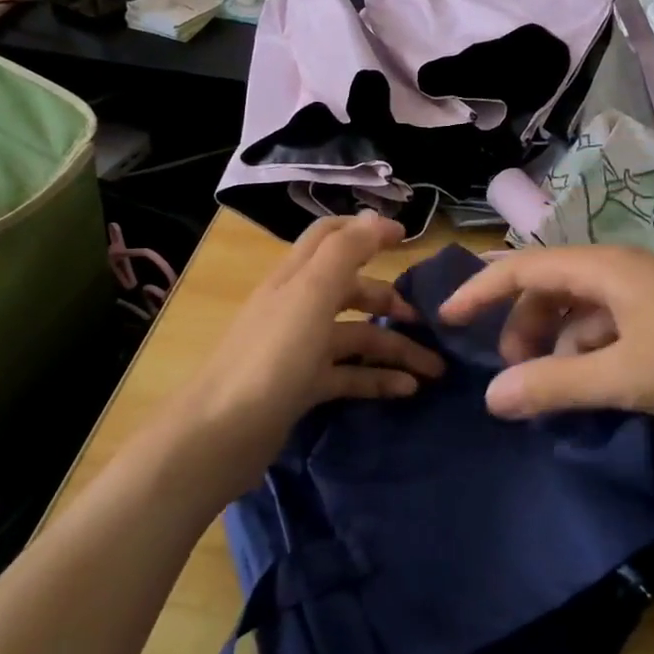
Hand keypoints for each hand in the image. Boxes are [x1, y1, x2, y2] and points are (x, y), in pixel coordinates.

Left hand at [181, 215, 443, 464]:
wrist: (220, 434)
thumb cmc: (272, 355)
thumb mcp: (312, 293)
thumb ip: (346, 251)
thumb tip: (378, 219)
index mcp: (296, 277)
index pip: (330, 237)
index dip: (367, 231)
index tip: (407, 238)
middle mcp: (297, 307)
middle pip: (350, 290)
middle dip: (388, 299)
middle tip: (425, 319)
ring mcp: (299, 349)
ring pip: (355, 337)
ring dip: (394, 348)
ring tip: (433, 368)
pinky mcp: (301, 387)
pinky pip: (348, 375)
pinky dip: (377, 379)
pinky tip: (407, 390)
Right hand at [439, 245, 653, 437]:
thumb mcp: (627, 376)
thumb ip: (555, 386)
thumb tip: (492, 397)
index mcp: (605, 267)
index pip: (523, 267)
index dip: (481, 289)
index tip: (447, 318)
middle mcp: (621, 271)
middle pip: (551, 288)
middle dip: (522, 326)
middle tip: (511, 374)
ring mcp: (649, 295)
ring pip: (582, 312)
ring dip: (558, 345)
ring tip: (554, 390)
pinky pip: (611, 330)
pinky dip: (592, 355)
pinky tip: (597, 388)